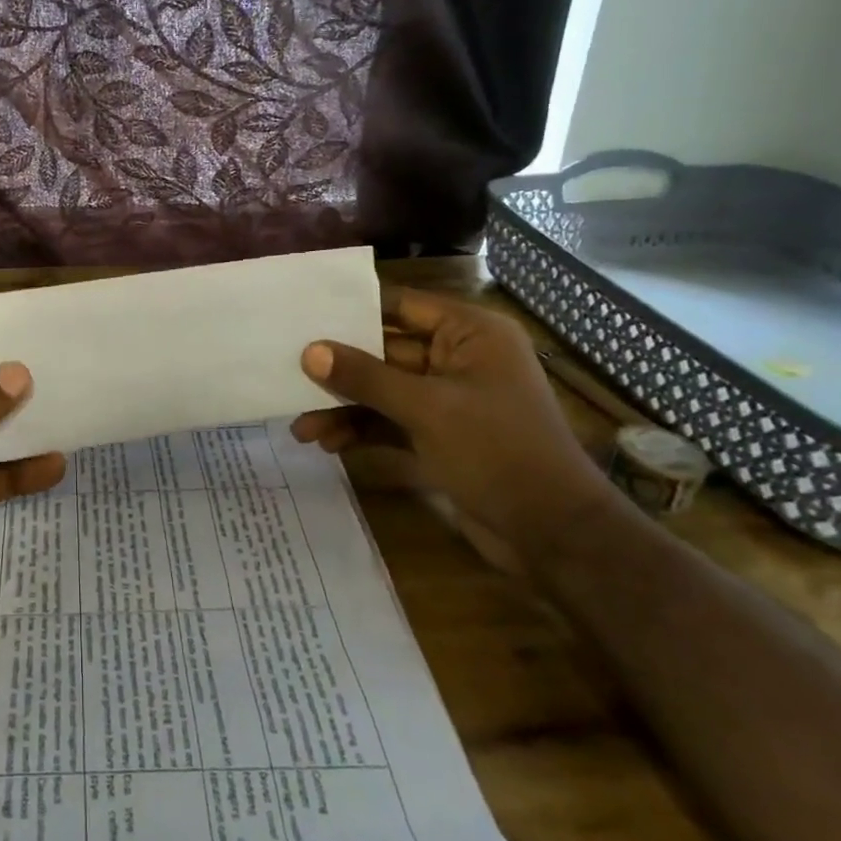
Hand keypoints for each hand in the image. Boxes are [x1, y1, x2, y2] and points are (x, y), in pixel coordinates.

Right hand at [292, 291, 620, 568]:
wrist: (552, 535)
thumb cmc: (498, 452)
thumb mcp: (427, 409)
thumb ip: (366, 377)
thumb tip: (310, 351)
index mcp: (470, 334)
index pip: (400, 305)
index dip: (352, 308)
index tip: (302, 312)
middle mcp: (458, 359)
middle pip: (384, 351)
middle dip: (339, 369)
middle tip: (288, 373)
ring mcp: (447, 399)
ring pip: (382, 391)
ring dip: (344, 407)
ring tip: (301, 427)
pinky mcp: (439, 435)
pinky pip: (389, 421)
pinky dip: (361, 430)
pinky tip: (328, 444)